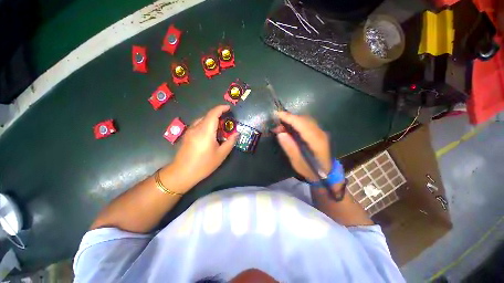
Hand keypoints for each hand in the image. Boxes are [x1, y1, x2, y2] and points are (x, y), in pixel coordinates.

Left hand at [163, 105, 237, 192]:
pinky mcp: (187, 135)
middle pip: (207, 116)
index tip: (228, 108)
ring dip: (212, 120)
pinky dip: (206, 125)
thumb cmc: (204, 164)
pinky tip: (210, 134)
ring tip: (219, 128)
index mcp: (205, 131)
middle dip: (218, 115)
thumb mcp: (221, 154)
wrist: (182, 173)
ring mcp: (190, 131)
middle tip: (227, 122)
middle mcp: (196, 128)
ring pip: (202, 120)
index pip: (213, 114)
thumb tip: (236, 133)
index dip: (221, 108)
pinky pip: (198, 125)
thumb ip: (230, 142)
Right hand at [276, 111, 331, 181]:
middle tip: (277, 125)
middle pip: (304, 119)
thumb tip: (280, 133)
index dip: (290, 118)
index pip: (302, 124)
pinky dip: (297, 123)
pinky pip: (307, 123)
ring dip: (292, 120)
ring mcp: (321, 132)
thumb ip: (290, 148)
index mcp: (316, 141)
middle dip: (289, 118)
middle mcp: (320, 133)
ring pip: (306, 120)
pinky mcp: (319, 133)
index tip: (278, 114)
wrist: (326, 174)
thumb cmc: (311, 170)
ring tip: (281, 126)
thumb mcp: (298, 163)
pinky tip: (289, 128)